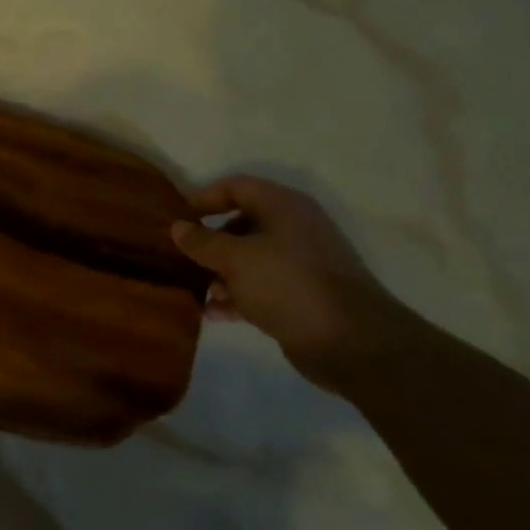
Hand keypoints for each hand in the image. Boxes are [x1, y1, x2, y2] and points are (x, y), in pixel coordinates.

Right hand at [171, 175, 413, 392]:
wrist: (352, 342)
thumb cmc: (288, 284)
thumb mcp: (235, 259)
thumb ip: (203, 242)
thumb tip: (177, 227)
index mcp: (283, 206)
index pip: (236, 187)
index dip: (204, 198)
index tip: (179, 219)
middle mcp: (293, 228)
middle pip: (241, 224)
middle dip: (210, 243)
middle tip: (182, 258)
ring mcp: (300, 264)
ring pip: (249, 259)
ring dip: (221, 274)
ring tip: (198, 291)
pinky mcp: (302, 296)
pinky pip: (261, 287)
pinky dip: (238, 297)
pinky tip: (215, 313)